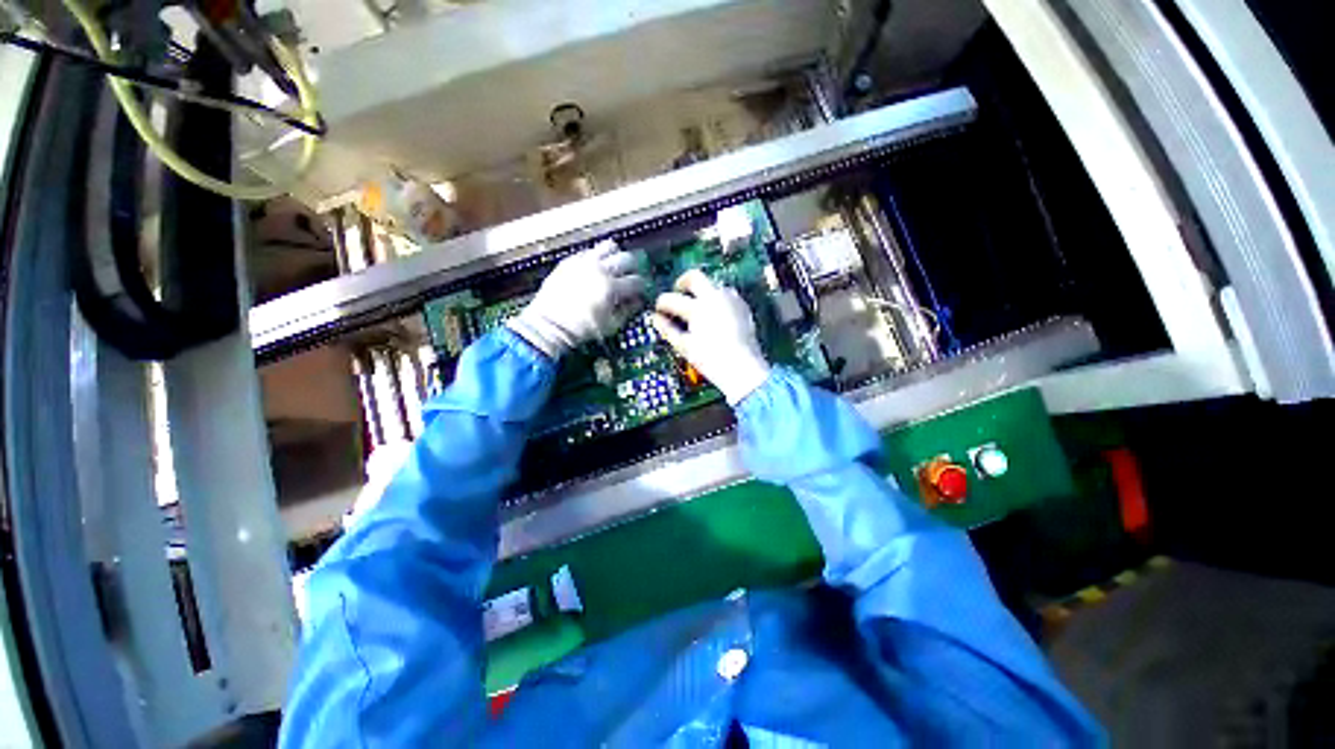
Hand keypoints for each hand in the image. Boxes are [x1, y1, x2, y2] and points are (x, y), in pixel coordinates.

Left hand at [507, 240, 645, 358]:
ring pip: (609, 247)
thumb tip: (637, 301)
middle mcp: (600, 269)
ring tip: (614, 267)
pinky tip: (595, 269)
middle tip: (631, 277)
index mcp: (611, 288)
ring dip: (616, 256)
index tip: (642, 291)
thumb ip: (628, 311)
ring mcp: (584, 262)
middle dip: (634, 268)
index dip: (642, 286)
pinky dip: (597, 257)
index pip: (637, 281)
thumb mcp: (610, 325)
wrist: (548, 324)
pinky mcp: (570, 260)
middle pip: (627, 259)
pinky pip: (590, 251)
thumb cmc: (582, 329)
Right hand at [651, 269, 770, 404]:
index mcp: (698, 308)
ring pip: (713, 284)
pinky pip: (727, 294)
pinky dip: (717, 298)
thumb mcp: (685, 346)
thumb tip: (655, 319)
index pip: (672, 299)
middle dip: (682, 282)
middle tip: (678, 293)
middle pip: (695, 277)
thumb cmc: (710, 360)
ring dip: (702, 291)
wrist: (743, 368)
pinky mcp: (743, 306)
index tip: (659, 310)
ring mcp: (731, 300)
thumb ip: (667, 330)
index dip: (661, 303)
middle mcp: (715, 297)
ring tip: (696, 306)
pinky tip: (714, 313)